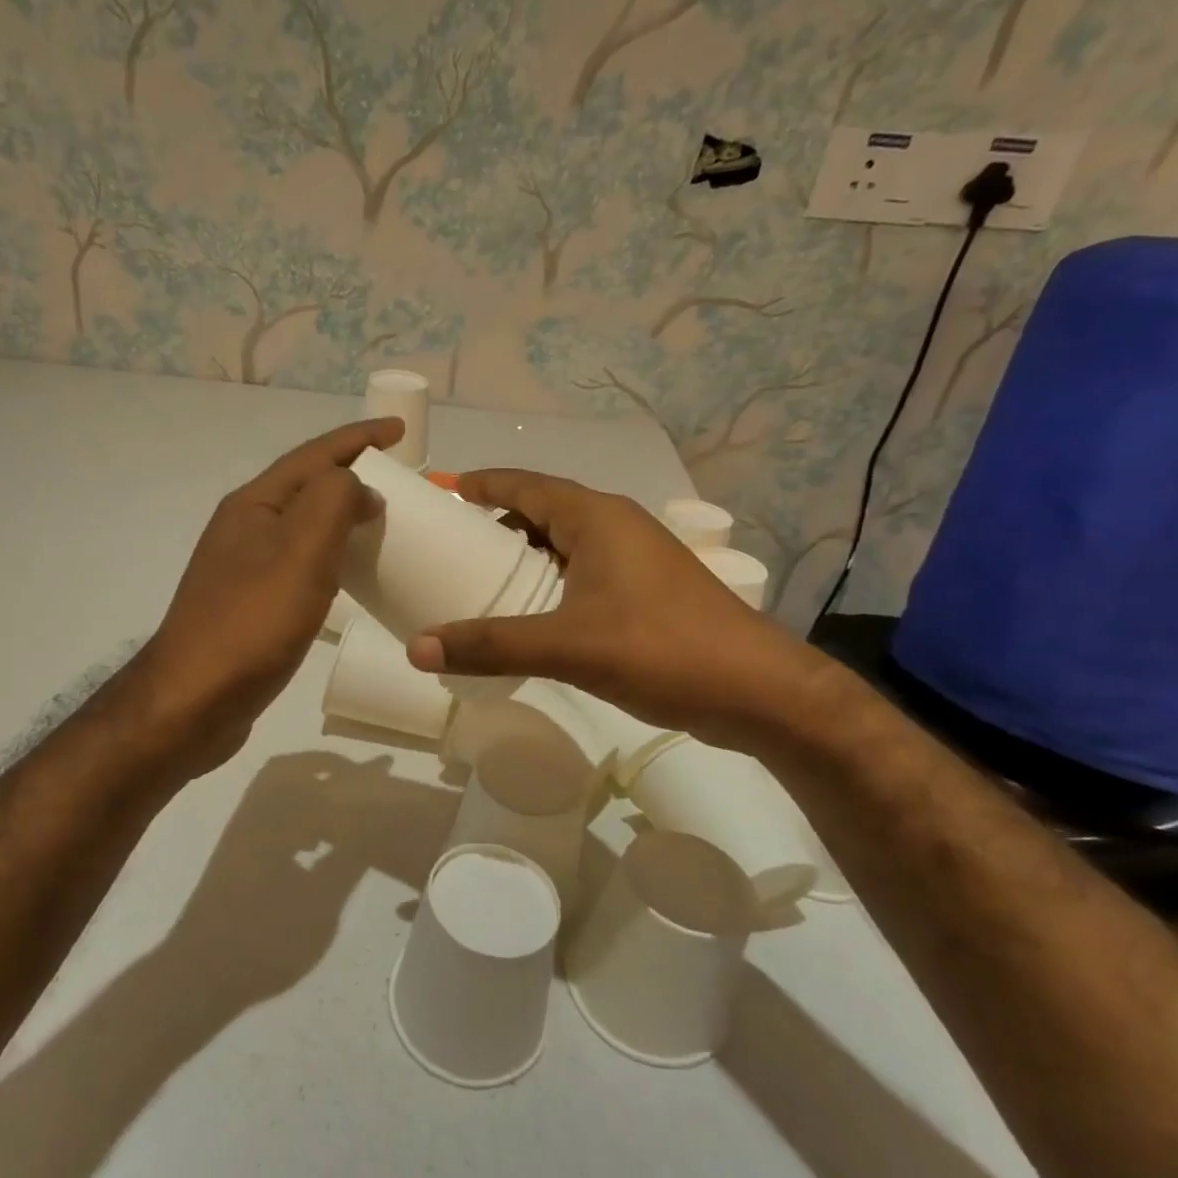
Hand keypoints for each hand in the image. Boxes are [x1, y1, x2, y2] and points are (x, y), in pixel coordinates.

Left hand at [135, 417, 401, 770]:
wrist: (192, 702)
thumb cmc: (250, 623)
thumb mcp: (300, 552)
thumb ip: (333, 502)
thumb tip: (359, 489)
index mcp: (254, 504)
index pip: (315, 455)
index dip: (359, 438)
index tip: (400, 432)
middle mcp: (245, 527)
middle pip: (307, 486)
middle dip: (352, 475)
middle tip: (400, 480)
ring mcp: (243, 567)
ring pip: (303, 526)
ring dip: (342, 515)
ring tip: (383, 521)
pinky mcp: (250, 604)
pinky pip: (299, 562)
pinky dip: (330, 556)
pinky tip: (348, 574)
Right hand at [403, 469, 821, 748]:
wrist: (761, 693)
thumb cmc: (664, 650)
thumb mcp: (569, 646)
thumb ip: (492, 645)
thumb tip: (416, 648)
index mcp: (597, 518)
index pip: (524, 484)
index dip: (480, 484)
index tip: (439, 493)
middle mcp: (615, 526)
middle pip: (541, 510)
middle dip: (493, 523)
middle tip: (445, 545)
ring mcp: (634, 559)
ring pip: (562, 544)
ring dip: (521, 555)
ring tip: (476, 578)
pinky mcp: (644, 592)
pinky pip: (580, 572)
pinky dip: (546, 582)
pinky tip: (526, 612)